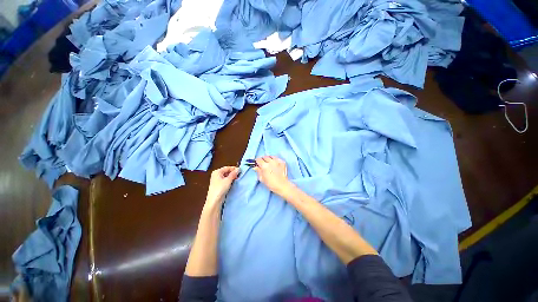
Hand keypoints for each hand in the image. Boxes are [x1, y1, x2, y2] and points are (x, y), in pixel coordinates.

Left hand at [205, 166, 239, 208]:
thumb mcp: (228, 180)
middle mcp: (216, 175)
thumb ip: (233, 174)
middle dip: (233, 173)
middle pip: (226, 171)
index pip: (227, 167)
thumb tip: (238, 169)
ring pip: (226, 176)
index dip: (234, 168)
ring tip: (237, 179)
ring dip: (232, 177)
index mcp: (217, 172)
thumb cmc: (220, 188)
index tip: (240, 170)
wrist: (214, 201)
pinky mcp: (218, 185)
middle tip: (239, 175)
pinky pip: (225, 181)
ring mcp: (217, 180)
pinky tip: (233, 183)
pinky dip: (229, 181)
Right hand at [254, 156, 292, 196]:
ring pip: (270, 156)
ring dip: (268, 159)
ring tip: (269, 163)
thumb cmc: (270, 184)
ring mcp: (277, 161)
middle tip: (263, 164)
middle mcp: (271, 162)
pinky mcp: (282, 162)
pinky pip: (276, 158)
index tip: (257, 163)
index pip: (258, 159)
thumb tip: (255, 166)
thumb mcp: (262, 178)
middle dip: (262, 160)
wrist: (282, 185)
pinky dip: (274, 160)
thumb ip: (258, 171)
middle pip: (264, 157)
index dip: (257, 161)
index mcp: (264, 166)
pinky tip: (274, 164)